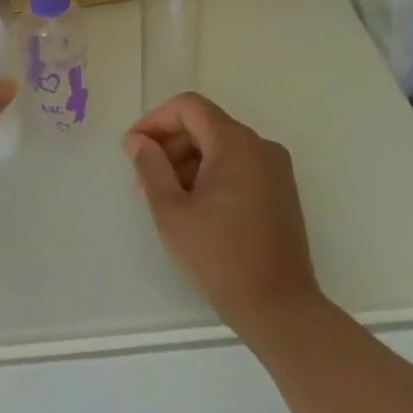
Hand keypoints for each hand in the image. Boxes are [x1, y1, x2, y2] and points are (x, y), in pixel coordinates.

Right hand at [124, 93, 318, 336]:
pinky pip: (238, 166)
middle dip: (169, 146)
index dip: (155, 121)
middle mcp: (260, 146)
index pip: (188, 107)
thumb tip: (138, 141)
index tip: (132, 148)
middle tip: (142, 181)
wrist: (278, 305)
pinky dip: (210, 175)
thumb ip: (151, 167)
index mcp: (235, 144)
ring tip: (164, 199)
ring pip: (220, 147)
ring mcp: (275, 169)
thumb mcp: (171, 210)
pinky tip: (193, 207)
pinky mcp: (280, 190)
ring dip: (187, 163)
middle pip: (205, 125)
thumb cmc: (218, 256)